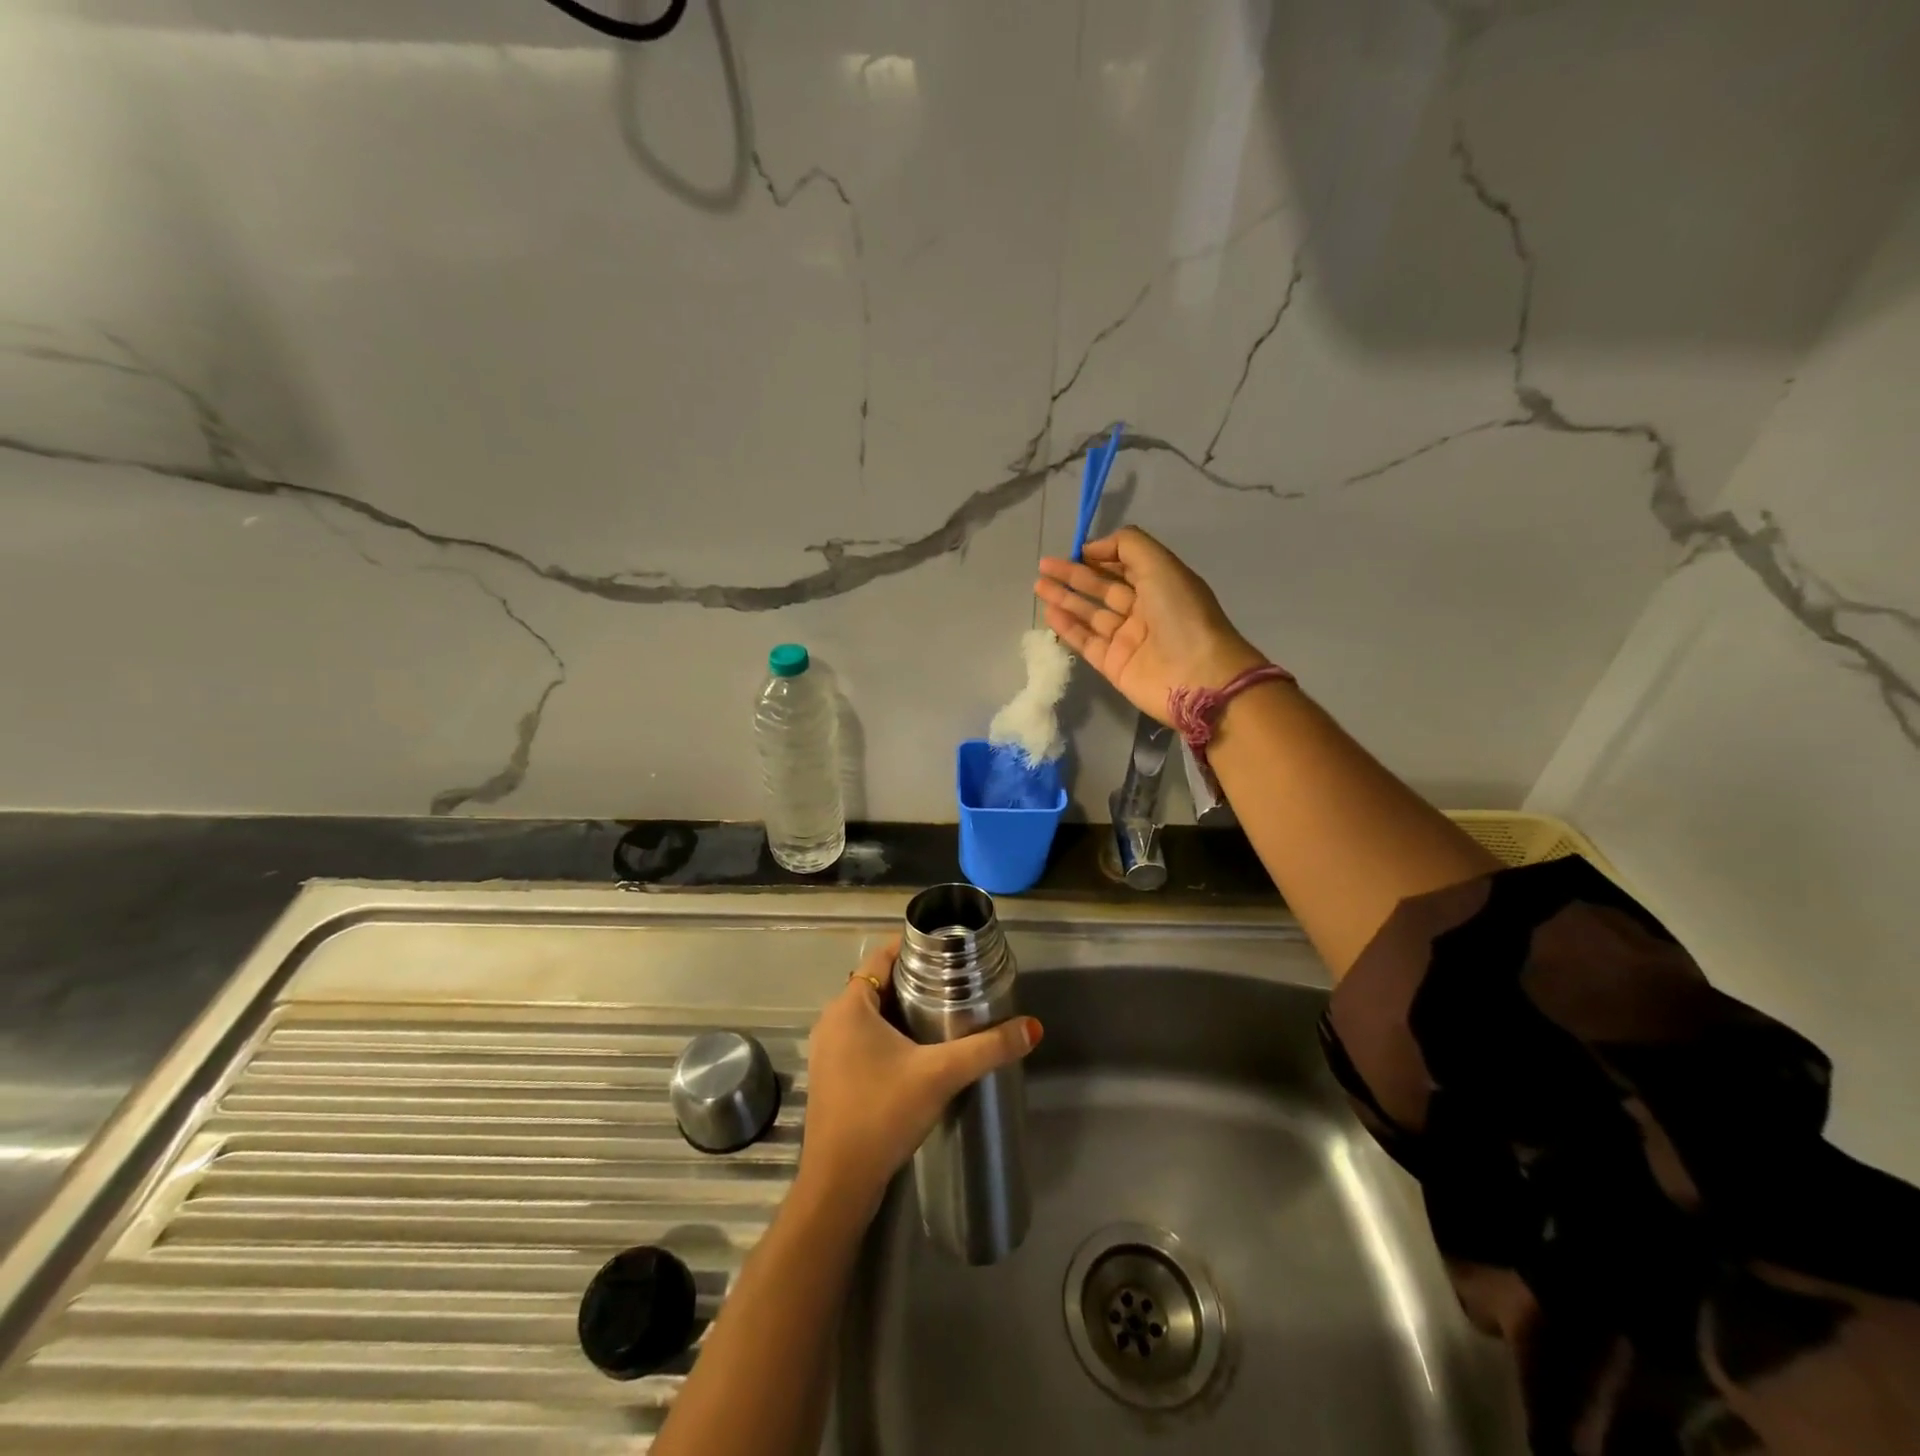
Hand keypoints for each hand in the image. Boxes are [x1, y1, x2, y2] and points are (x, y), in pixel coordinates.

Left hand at [796, 937, 1041, 1220]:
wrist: (839, 1185)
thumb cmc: (882, 1114)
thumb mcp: (940, 1074)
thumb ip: (988, 1048)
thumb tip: (1033, 1028)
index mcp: (848, 1006)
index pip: (882, 954)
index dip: (914, 945)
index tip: (948, 947)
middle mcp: (832, 1020)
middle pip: (878, 982)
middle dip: (914, 978)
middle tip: (955, 980)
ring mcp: (827, 1050)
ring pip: (870, 1012)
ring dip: (901, 1008)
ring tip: (944, 1011)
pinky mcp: (832, 1076)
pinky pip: (862, 1037)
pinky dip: (888, 1033)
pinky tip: (918, 1050)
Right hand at [1035, 527, 1265, 725]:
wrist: (1198, 676)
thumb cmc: (1182, 615)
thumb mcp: (1161, 565)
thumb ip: (1128, 545)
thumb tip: (1093, 547)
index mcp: (1161, 585)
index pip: (1125, 566)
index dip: (1101, 555)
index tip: (1074, 550)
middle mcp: (1144, 611)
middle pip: (1103, 589)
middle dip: (1074, 576)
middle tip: (1044, 566)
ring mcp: (1128, 640)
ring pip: (1090, 615)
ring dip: (1065, 599)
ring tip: (1039, 586)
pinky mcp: (1114, 665)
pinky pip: (1086, 642)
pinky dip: (1068, 627)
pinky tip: (1049, 613)